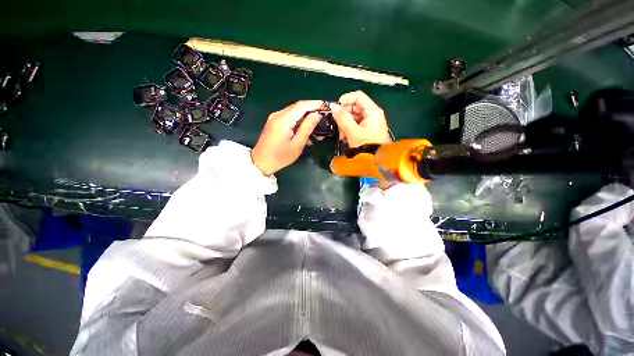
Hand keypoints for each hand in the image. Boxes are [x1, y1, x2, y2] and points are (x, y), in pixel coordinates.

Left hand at [251, 100, 322, 175]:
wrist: (260, 162)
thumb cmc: (280, 157)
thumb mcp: (297, 145)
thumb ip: (307, 128)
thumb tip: (317, 115)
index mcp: (283, 120)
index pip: (302, 105)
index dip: (315, 104)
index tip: (327, 106)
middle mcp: (278, 115)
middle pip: (298, 107)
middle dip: (312, 111)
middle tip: (324, 119)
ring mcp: (275, 118)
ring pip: (294, 113)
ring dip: (306, 118)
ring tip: (317, 129)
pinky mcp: (274, 122)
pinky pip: (289, 118)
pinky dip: (299, 122)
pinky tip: (305, 132)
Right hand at [331, 91, 391, 147]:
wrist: (377, 162)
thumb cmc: (367, 146)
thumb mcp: (353, 132)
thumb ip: (342, 118)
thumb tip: (332, 106)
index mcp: (372, 111)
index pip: (357, 96)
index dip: (345, 99)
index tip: (335, 109)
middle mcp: (371, 114)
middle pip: (354, 107)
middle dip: (343, 115)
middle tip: (337, 124)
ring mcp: (369, 123)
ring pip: (353, 117)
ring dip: (344, 124)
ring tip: (341, 135)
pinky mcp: (366, 131)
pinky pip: (354, 125)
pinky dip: (348, 130)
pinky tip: (344, 138)